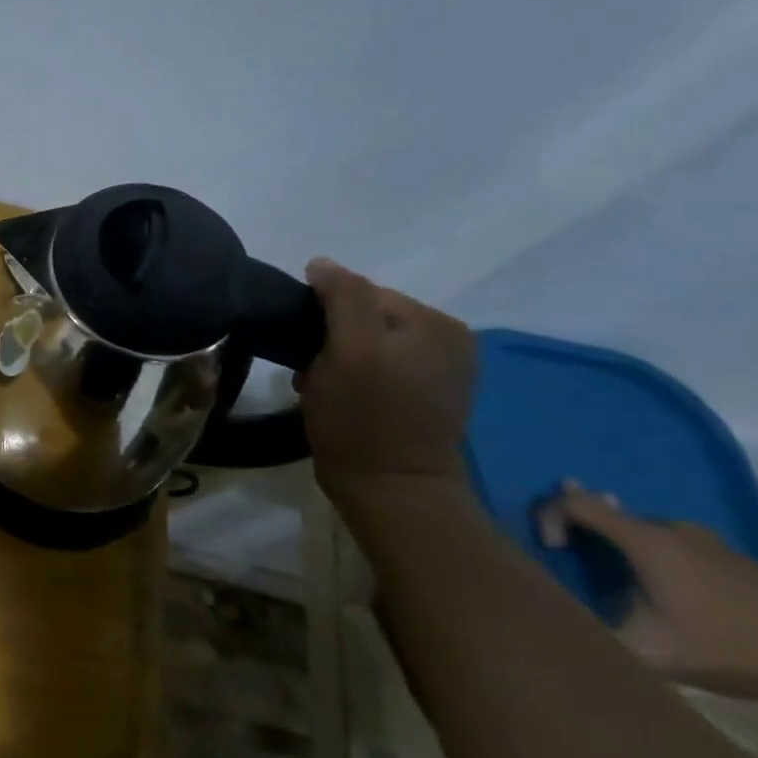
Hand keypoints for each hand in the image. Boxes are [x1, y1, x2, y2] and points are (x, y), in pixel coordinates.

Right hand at [298, 258, 477, 500]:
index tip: (308, 351)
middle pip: (366, 319)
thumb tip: (322, 264)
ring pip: (367, 345)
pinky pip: (379, 370)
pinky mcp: (427, 400)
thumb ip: (342, 297)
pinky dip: (354, 379)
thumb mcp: (349, 349)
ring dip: (337, 362)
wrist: (392, 493)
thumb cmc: (364, 419)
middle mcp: (449, 341)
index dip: (325, 317)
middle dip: (332, 340)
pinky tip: (342, 401)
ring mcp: (442, 372)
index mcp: (437, 322)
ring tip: (322, 390)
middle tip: (313, 374)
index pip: (363, 294)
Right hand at [540, 483, 757, 702]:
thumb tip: (551, 616)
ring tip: (618, 576)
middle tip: (572, 554)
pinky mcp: (736, 559)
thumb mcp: (646, 650)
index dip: (549, 515)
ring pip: (646, 530)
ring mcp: (710, 542)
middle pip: (609, 512)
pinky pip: (679, 546)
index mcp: (645, 541)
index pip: (575, 501)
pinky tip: (670, 592)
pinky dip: (659, 558)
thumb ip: (591, 627)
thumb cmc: (725, 650)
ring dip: (622, 544)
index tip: (554, 549)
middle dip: (583, 528)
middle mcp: (673, 530)